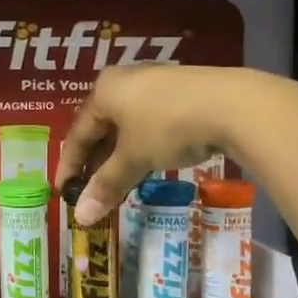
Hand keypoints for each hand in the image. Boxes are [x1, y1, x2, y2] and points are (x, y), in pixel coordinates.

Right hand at [56, 65, 274, 224]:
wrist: (234, 105)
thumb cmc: (168, 127)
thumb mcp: (133, 159)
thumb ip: (106, 186)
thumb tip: (81, 217)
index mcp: (104, 90)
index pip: (77, 133)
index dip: (69, 166)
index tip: (63, 192)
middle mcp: (125, 81)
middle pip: (101, 128)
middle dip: (95, 162)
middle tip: (91, 191)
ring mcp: (155, 83)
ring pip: (127, 126)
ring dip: (119, 156)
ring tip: (119, 183)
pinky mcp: (182, 91)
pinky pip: (150, 122)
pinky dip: (142, 145)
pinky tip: (148, 163)